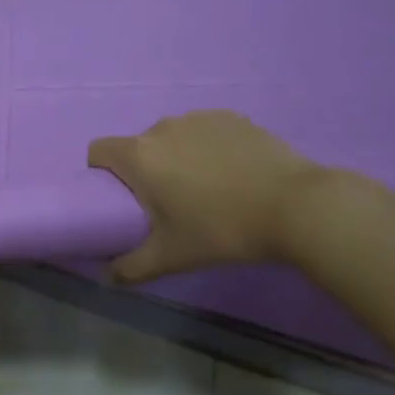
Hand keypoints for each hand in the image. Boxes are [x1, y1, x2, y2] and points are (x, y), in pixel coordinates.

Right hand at [87, 111, 327, 282]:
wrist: (297, 206)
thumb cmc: (223, 230)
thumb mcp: (172, 257)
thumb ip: (132, 267)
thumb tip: (107, 277)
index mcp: (139, 155)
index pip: (98, 151)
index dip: (100, 173)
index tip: (122, 198)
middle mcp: (161, 127)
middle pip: (138, 146)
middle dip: (145, 171)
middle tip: (170, 204)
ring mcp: (198, 118)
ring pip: (172, 137)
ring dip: (177, 158)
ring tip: (208, 190)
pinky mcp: (230, 117)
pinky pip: (204, 131)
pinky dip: (208, 148)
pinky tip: (234, 174)